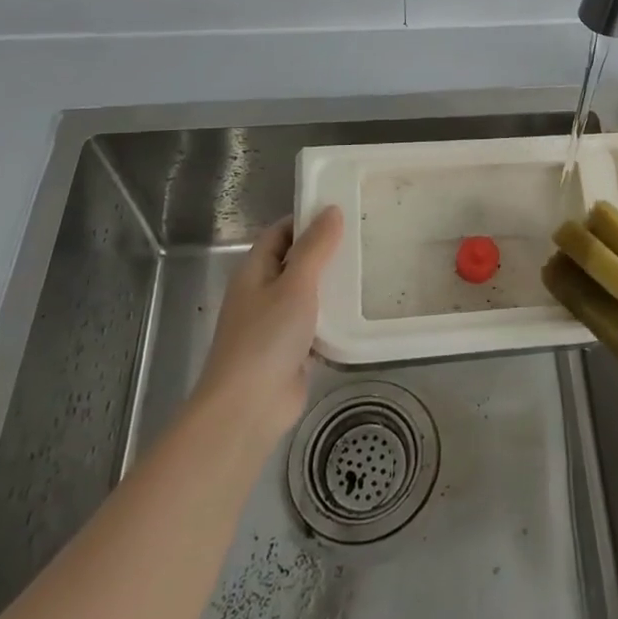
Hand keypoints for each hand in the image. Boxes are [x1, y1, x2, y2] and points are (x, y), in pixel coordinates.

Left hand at [195, 208, 343, 446]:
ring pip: (307, 294)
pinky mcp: (291, 351)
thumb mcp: (296, 284)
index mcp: (254, 271)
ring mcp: (275, 324)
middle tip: (364, 238)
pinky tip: (360, 311)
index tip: (342, 212)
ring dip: (332, 285)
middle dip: (325, 251)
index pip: (280, 232)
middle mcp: (261, 293)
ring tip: (369, 269)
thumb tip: (331, 210)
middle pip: (295, 261)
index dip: (307, 220)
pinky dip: (333, 317)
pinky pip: (315, 324)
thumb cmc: (267, 337)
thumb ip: (315, 248)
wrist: (248, 408)